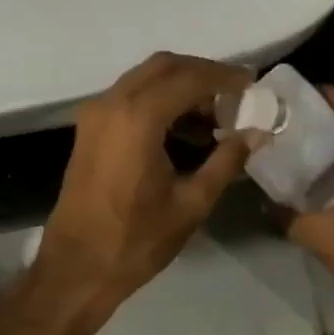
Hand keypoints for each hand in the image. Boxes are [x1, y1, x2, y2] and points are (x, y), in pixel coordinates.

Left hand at [33, 51, 255, 320]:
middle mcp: (113, 103)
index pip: (189, 78)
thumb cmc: (136, 240)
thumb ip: (226, 161)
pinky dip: (159, 99)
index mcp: (138, 118)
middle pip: (164, 66)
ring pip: (145, 78)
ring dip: (180, 85)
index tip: (252, 84)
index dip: (224, 77)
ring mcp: (96, 113)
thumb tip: (257, 134)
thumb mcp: (191, 203)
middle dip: (202, 73)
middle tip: (235, 94)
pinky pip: (130, 95)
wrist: (76, 268)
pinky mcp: (90, 127)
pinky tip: (184, 128)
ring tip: (215, 115)